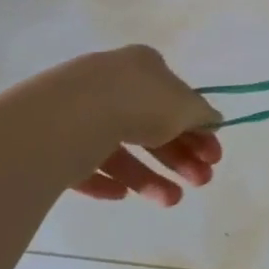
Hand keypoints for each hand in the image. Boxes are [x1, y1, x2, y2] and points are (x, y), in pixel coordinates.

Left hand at [22, 46, 223, 206]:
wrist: (69, 118)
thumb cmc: (138, 103)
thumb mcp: (186, 107)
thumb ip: (203, 115)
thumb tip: (213, 121)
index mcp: (143, 66)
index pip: (176, 99)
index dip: (199, 129)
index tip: (213, 157)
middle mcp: (111, 84)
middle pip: (152, 127)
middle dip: (180, 158)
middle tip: (202, 182)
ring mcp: (79, 113)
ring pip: (121, 150)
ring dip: (150, 177)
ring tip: (171, 201)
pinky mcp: (54, 142)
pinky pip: (86, 165)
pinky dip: (107, 181)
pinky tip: (122, 196)